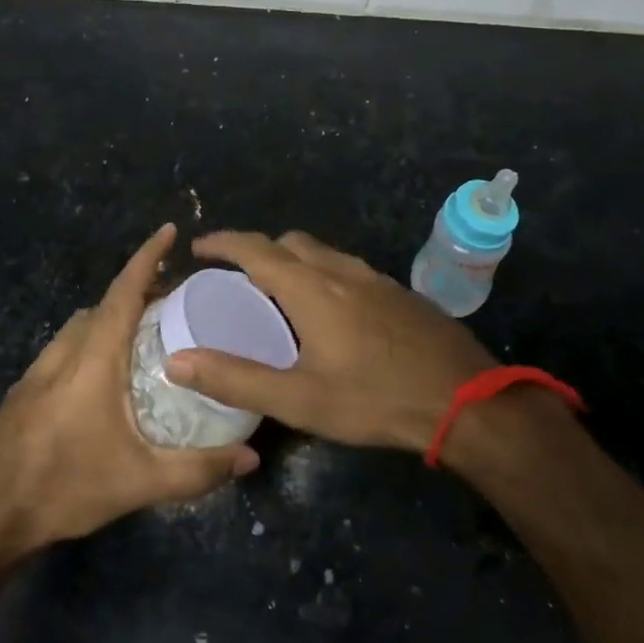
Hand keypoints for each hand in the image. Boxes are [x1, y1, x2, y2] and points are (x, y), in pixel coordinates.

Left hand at [0, 225, 257, 558]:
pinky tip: (104, 379)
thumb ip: (198, 469)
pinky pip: (65, 349)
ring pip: (80, 326)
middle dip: (138, 291)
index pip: (124, 292)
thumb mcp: (139, 482)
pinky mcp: (24, 392)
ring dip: (111, 317)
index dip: (147, 257)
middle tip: (174, 299)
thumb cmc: (63, 486)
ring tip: (144, 336)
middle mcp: (63, 353)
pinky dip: (91, 342)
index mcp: (92, 359)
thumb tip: (250, 458)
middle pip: (103, 305)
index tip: (169, 231)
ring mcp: (37, 371)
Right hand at [164, 230, 496, 455]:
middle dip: (257, 249)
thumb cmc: (375, 399)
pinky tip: (329, 311)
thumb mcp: (299, 399)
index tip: (198, 247)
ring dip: (292, 259)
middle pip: (289, 242)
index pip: (255, 249)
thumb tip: (177, 361)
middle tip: (235, 277)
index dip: (223, 242)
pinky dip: (322, 273)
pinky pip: (347, 268)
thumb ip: (236, 379)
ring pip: (322, 252)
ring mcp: (375, 279)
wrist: (465, 400)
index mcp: (311, 288)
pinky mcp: (398, 293)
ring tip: (277, 293)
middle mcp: (341, 271)